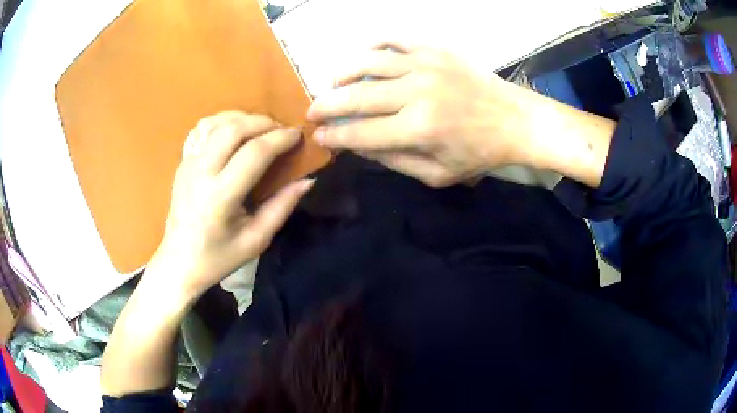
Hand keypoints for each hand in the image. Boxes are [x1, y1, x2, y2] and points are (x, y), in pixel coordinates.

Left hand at [147, 111, 313, 302]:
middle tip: (280, 130)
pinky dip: (221, 122)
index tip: (297, 136)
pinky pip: (200, 130)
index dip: (280, 139)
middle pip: (234, 129)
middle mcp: (201, 173)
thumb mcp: (256, 240)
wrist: (179, 262)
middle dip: (263, 122)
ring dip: (242, 118)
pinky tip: (233, 131)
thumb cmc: (219, 257)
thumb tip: (307, 180)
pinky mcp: (182, 163)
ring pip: (215, 123)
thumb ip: (282, 207)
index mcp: (221, 196)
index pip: (254, 152)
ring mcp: (187, 164)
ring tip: (259, 128)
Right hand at [306, 43, 542, 186]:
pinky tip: (365, 54)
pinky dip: (374, 45)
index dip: (335, 135)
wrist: (515, 120)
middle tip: (312, 110)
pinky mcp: (435, 50)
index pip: (361, 133)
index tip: (318, 136)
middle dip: (327, 105)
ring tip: (332, 82)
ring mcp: (425, 65)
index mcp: (418, 129)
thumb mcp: (438, 174)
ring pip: (369, 63)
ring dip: (344, 73)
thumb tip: (359, 147)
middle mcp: (416, 92)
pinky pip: (395, 39)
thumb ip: (395, 161)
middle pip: (357, 96)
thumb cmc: (479, 153)